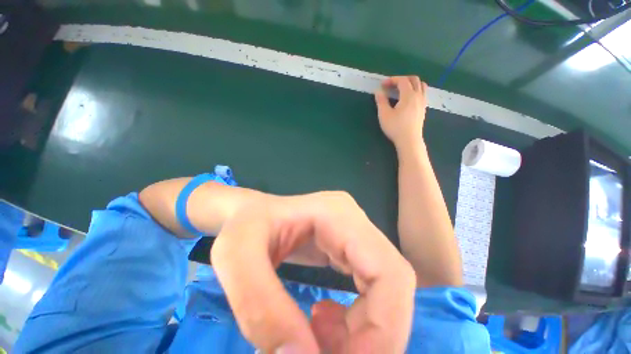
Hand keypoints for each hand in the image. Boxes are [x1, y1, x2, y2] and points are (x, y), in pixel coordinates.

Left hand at [211, 192, 415, 352]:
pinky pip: (372, 290)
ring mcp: (355, 232)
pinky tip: (321, 321)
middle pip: (395, 284)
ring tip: (318, 339)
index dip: (384, 329)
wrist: (248, 214)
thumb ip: (262, 309)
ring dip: (365, 333)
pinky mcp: (350, 246)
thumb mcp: (237, 259)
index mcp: (339, 214)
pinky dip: (357, 321)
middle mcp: (356, 220)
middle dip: (376, 337)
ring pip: (387, 291)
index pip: (389, 272)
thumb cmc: (241, 226)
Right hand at [374, 76, 427, 151]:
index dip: (392, 80)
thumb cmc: (395, 127)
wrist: (409, 140)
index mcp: (408, 95)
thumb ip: (381, 101)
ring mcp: (422, 102)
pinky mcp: (423, 109)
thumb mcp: (384, 115)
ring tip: (401, 89)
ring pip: (421, 85)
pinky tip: (408, 98)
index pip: (402, 80)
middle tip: (392, 85)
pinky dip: (416, 90)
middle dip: (402, 79)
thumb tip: (378, 91)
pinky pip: (423, 93)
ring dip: (411, 83)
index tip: (383, 85)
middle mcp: (418, 95)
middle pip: (414, 79)